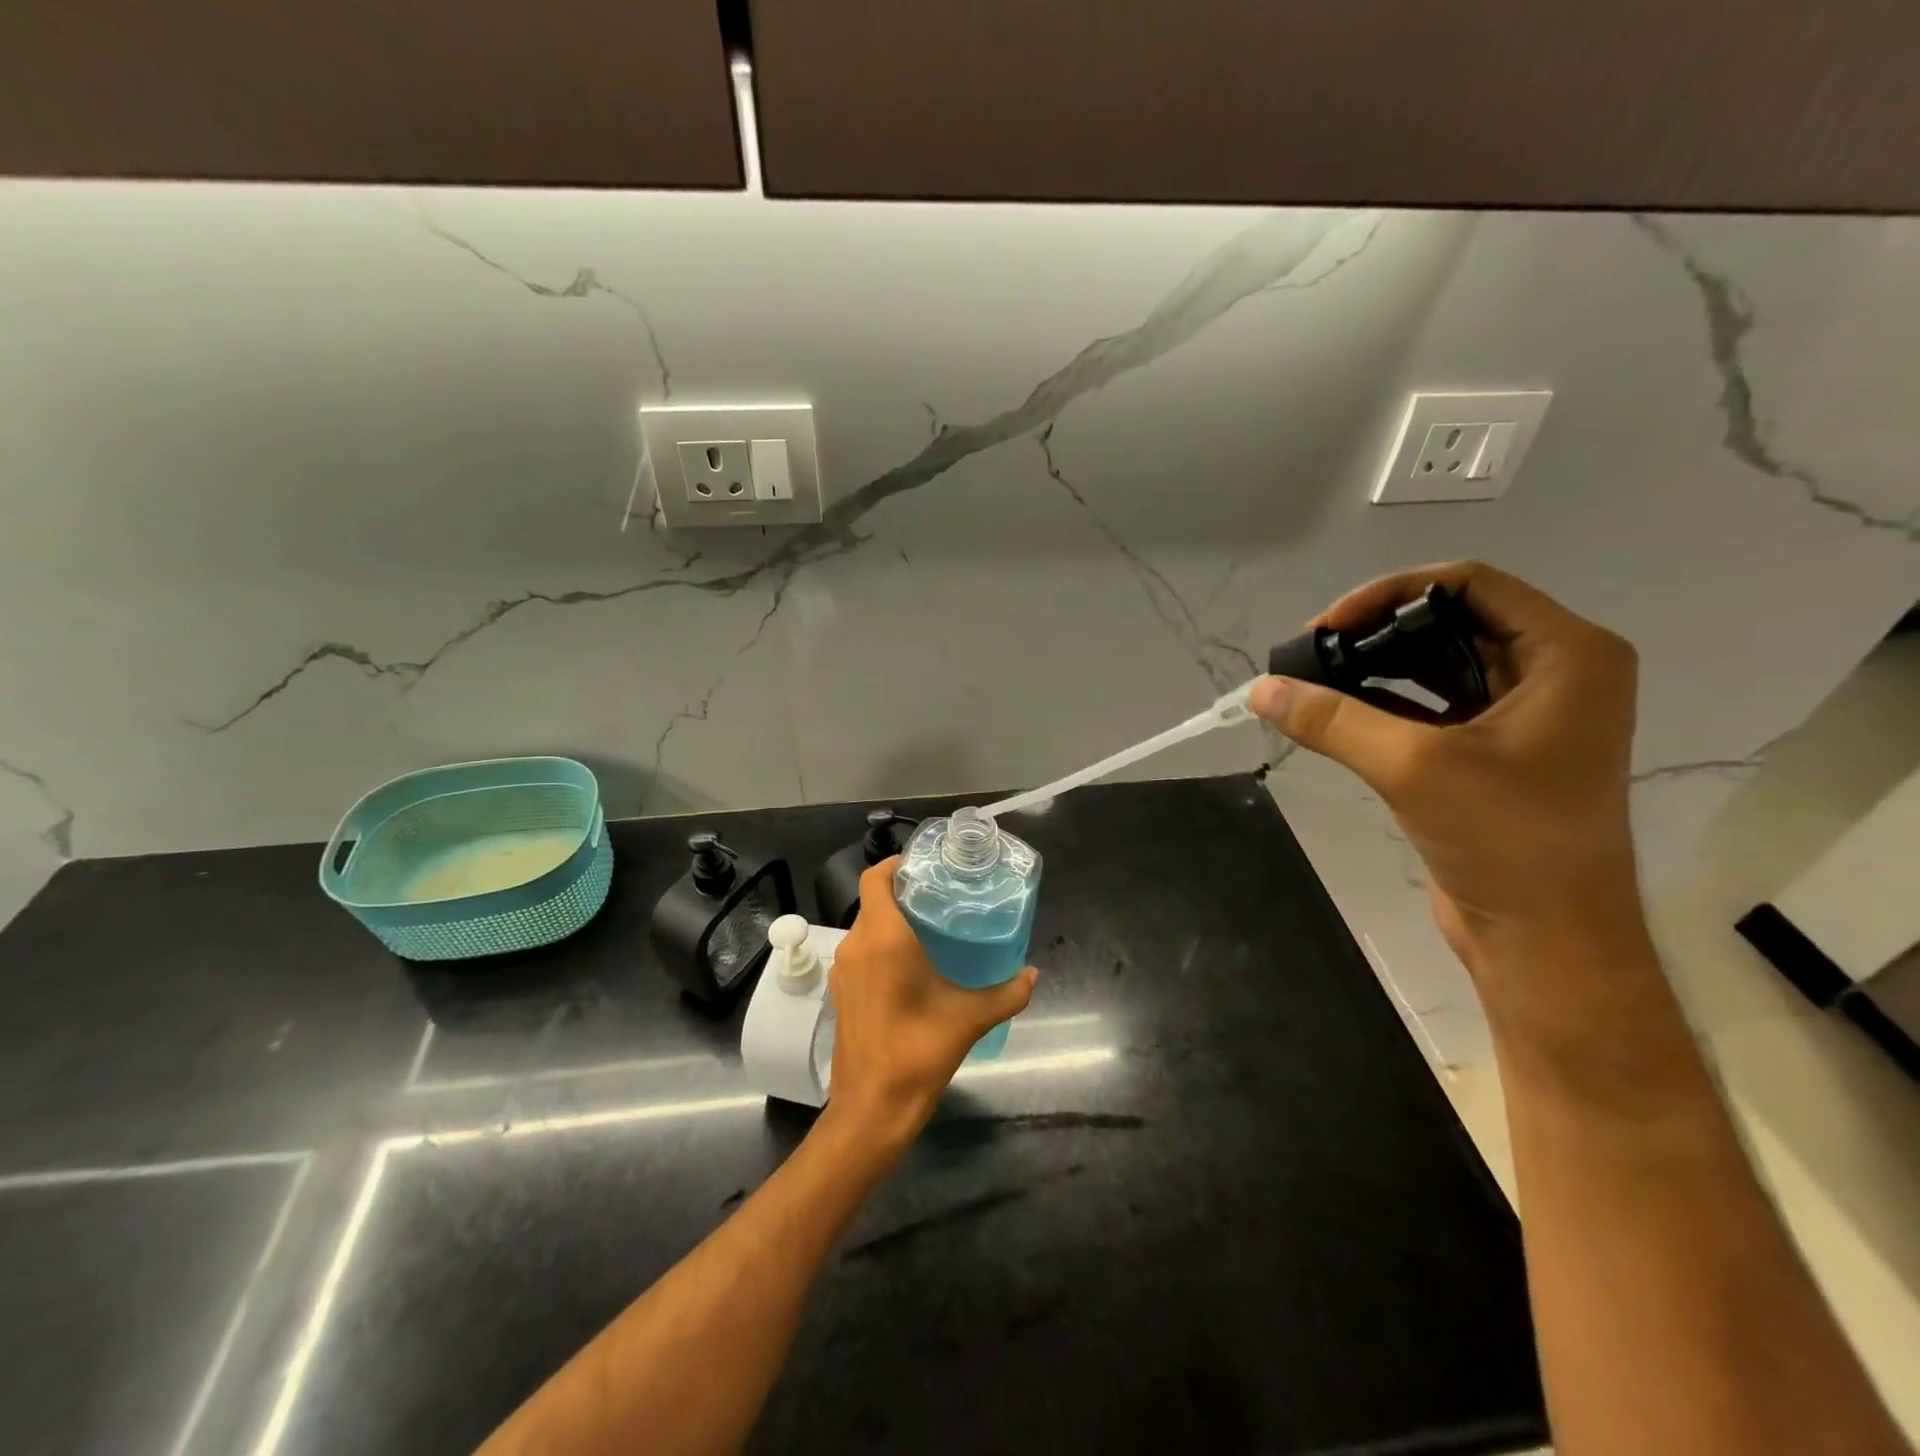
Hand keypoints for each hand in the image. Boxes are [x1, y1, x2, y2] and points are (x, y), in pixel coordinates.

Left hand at [824, 859, 1037, 1145]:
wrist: (871, 1108)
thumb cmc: (918, 1052)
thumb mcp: (970, 1019)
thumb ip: (1007, 993)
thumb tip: (1033, 974)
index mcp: (883, 938)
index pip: (875, 879)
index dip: (895, 864)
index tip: (924, 866)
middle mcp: (856, 945)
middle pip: (873, 902)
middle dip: (903, 894)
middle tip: (940, 897)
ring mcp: (844, 970)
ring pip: (866, 928)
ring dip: (892, 921)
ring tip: (931, 928)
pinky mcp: (841, 993)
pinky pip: (861, 953)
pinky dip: (881, 947)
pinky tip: (912, 967)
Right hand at [1250, 561, 1642, 976]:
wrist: (1546, 940)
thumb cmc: (1508, 840)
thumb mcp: (1414, 766)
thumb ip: (1333, 718)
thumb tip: (1260, 688)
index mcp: (1567, 655)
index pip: (1469, 583)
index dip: (1390, 593)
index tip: (1327, 625)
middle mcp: (1553, 673)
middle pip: (1450, 620)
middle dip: (1376, 631)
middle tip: (1311, 652)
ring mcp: (1523, 714)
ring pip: (1437, 664)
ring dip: (1375, 666)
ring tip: (1313, 679)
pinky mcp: (1491, 752)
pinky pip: (1430, 705)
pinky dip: (1383, 702)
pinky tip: (1334, 711)